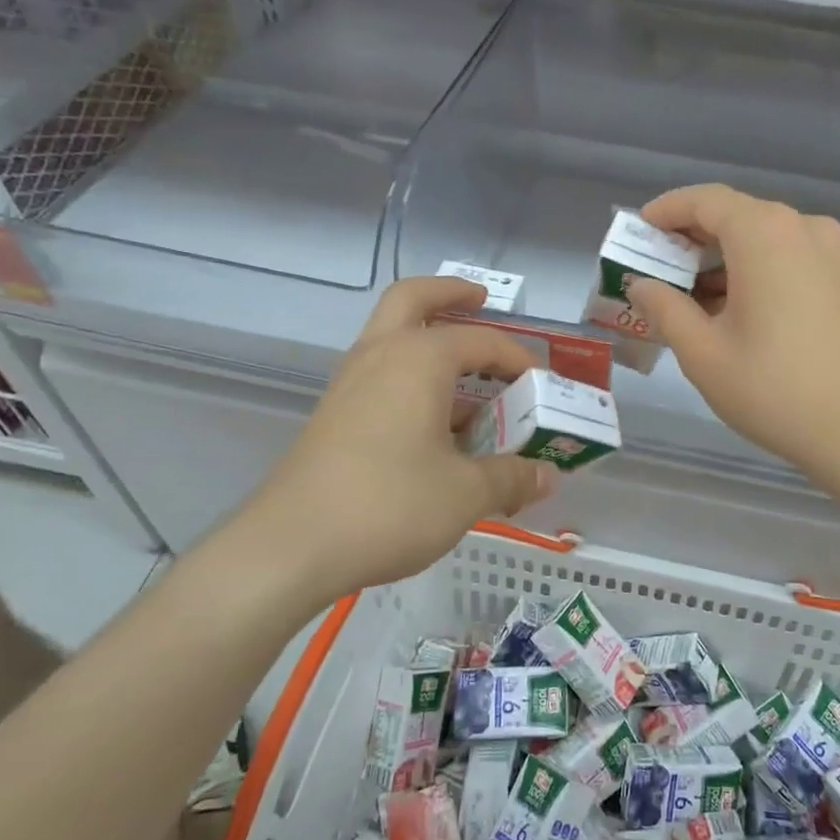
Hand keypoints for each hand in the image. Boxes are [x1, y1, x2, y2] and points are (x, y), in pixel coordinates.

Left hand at [244, 277, 557, 599]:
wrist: (291, 545)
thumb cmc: (389, 505)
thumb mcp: (465, 493)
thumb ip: (511, 477)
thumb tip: (548, 477)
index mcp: (419, 359)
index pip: (481, 341)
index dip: (517, 358)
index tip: (541, 383)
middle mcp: (380, 355)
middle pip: (413, 300)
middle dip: (450, 293)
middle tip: (481, 299)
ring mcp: (350, 383)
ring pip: (391, 335)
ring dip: (429, 338)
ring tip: (469, 376)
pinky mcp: (334, 413)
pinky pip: (381, 373)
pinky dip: (411, 376)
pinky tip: (434, 421)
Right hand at [627, 184, 839, 483]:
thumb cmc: (773, 389)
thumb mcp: (703, 352)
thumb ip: (664, 308)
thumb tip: (641, 284)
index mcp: (765, 234)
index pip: (705, 200)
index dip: (666, 210)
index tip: (638, 229)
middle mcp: (802, 229)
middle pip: (735, 216)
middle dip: (690, 239)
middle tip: (654, 268)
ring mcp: (831, 254)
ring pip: (762, 239)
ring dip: (721, 260)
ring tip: (686, 298)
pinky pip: (787, 259)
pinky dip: (752, 272)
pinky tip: (730, 311)